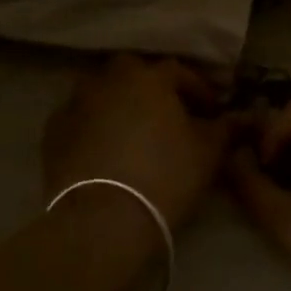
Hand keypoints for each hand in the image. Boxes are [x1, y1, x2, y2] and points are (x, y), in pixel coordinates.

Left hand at [44, 54, 228, 230]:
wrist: (102, 219)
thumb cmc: (164, 177)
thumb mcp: (208, 153)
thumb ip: (224, 129)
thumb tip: (237, 119)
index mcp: (148, 77)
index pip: (178, 71)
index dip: (198, 88)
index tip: (211, 109)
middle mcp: (109, 79)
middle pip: (133, 72)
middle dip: (151, 86)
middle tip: (167, 112)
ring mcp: (76, 102)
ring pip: (101, 91)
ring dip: (117, 102)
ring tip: (132, 129)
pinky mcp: (53, 131)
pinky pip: (78, 118)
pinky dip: (92, 125)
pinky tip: (102, 147)